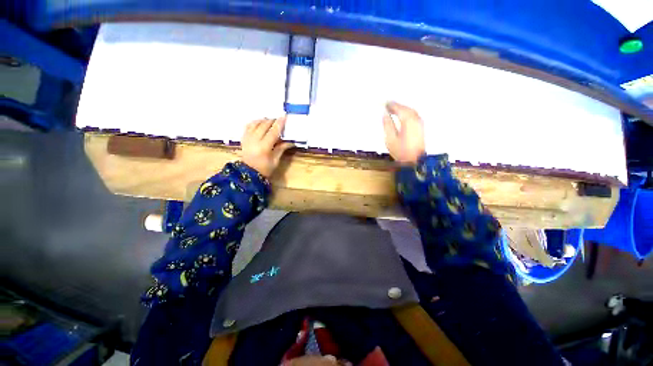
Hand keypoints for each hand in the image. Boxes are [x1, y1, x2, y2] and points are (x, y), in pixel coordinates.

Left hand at [242, 116, 294, 177]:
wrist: (248, 173)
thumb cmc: (264, 169)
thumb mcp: (275, 160)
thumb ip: (282, 148)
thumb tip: (291, 141)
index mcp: (264, 147)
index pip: (273, 132)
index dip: (279, 124)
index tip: (284, 116)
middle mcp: (254, 140)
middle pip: (264, 125)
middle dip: (273, 120)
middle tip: (279, 120)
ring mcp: (247, 138)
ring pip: (256, 123)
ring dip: (264, 120)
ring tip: (271, 121)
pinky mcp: (243, 138)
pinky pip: (249, 125)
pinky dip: (255, 122)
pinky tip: (260, 122)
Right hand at [382, 101, 425, 164]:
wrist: (415, 161)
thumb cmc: (401, 151)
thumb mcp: (390, 139)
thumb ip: (387, 125)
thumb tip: (385, 114)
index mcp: (408, 121)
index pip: (399, 108)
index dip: (391, 105)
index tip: (384, 103)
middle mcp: (416, 119)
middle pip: (405, 108)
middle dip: (396, 106)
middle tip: (387, 105)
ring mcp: (419, 123)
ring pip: (410, 111)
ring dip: (402, 109)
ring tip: (392, 110)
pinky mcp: (420, 127)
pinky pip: (413, 115)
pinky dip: (406, 113)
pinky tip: (401, 116)